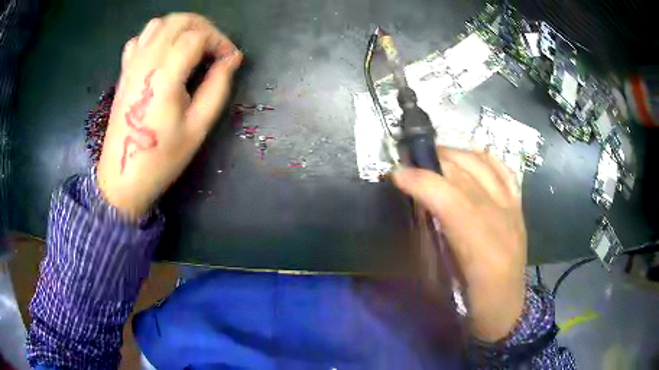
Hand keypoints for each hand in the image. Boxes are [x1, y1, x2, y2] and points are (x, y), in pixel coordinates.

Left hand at [97, 13, 242, 218]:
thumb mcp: (198, 127)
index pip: (198, 36)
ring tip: (193, 46)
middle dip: (204, 27)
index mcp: (165, 75)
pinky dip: (157, 36)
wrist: (123, 178)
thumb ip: (218, 87)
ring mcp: (132, 65)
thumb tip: (232, 59)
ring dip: (181, 27)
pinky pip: (141, 38)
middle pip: (179, 20)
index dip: (220, 41)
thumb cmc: (162, 158)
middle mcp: (146, 61)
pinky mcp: (124, 72)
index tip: (230, 60)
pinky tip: (165, 52)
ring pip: (159, 23)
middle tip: (215, 48)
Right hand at [392, 147, 526, 341]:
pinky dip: (484, 158)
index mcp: (481, 248)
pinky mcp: (519, 207)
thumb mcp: (443, 282)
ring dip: (455, 154)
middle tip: (410, 163)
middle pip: (466, 175)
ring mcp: (513, 209)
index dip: (421, 181)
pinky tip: (468, 157)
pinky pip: (504, 170)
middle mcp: (502, 220)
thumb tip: (415, 206)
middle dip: (433, 162)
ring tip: (434, 157)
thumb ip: (430, 242)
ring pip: (484, 166)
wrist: (508, 308)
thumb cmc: (471, 302)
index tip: (396, 175)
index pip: (450, 199)